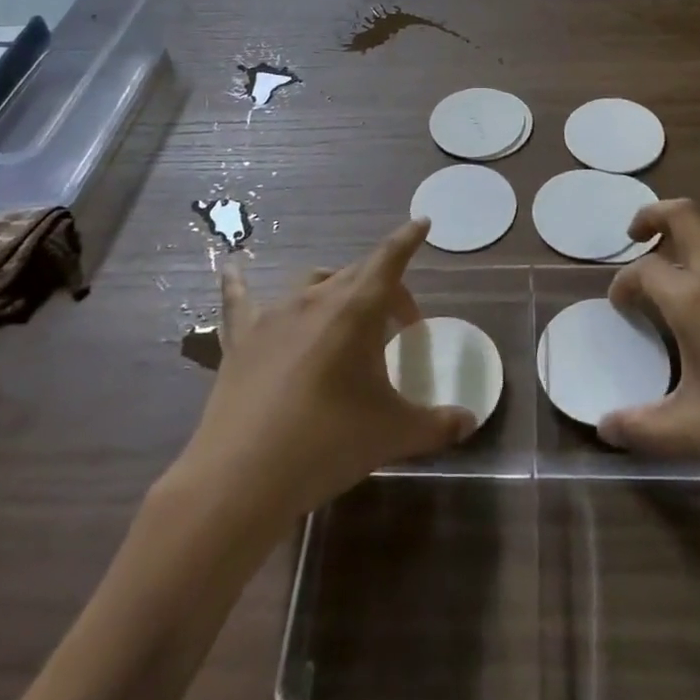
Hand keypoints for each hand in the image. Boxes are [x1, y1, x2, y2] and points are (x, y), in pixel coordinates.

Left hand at [181, 218, 474, 520]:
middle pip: (358, 274)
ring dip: (335, 288)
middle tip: (399, 322)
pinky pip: (240, 298)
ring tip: (345, 313)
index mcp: (357, 310)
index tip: (422, 223)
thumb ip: (435, 424)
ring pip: (312, 282)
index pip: (390, 260)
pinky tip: (229, 266)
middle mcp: (317, 298)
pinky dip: (239, 281)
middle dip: (384, 287)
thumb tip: (469, 421)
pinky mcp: (241, 337)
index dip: (408, 240)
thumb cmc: (328, 444)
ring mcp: (275, 314)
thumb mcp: (391, 434)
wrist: (243, 477)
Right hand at [597, 200, 699, 497]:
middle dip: (652, 216)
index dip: (623, 284)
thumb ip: (643, 428)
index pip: (642, 271)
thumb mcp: (696, 432)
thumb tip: (604, 428)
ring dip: (689, 228)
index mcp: (692, 299)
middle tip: (637, 237)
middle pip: (681, 214)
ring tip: (677, 254)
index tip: (620, 307)